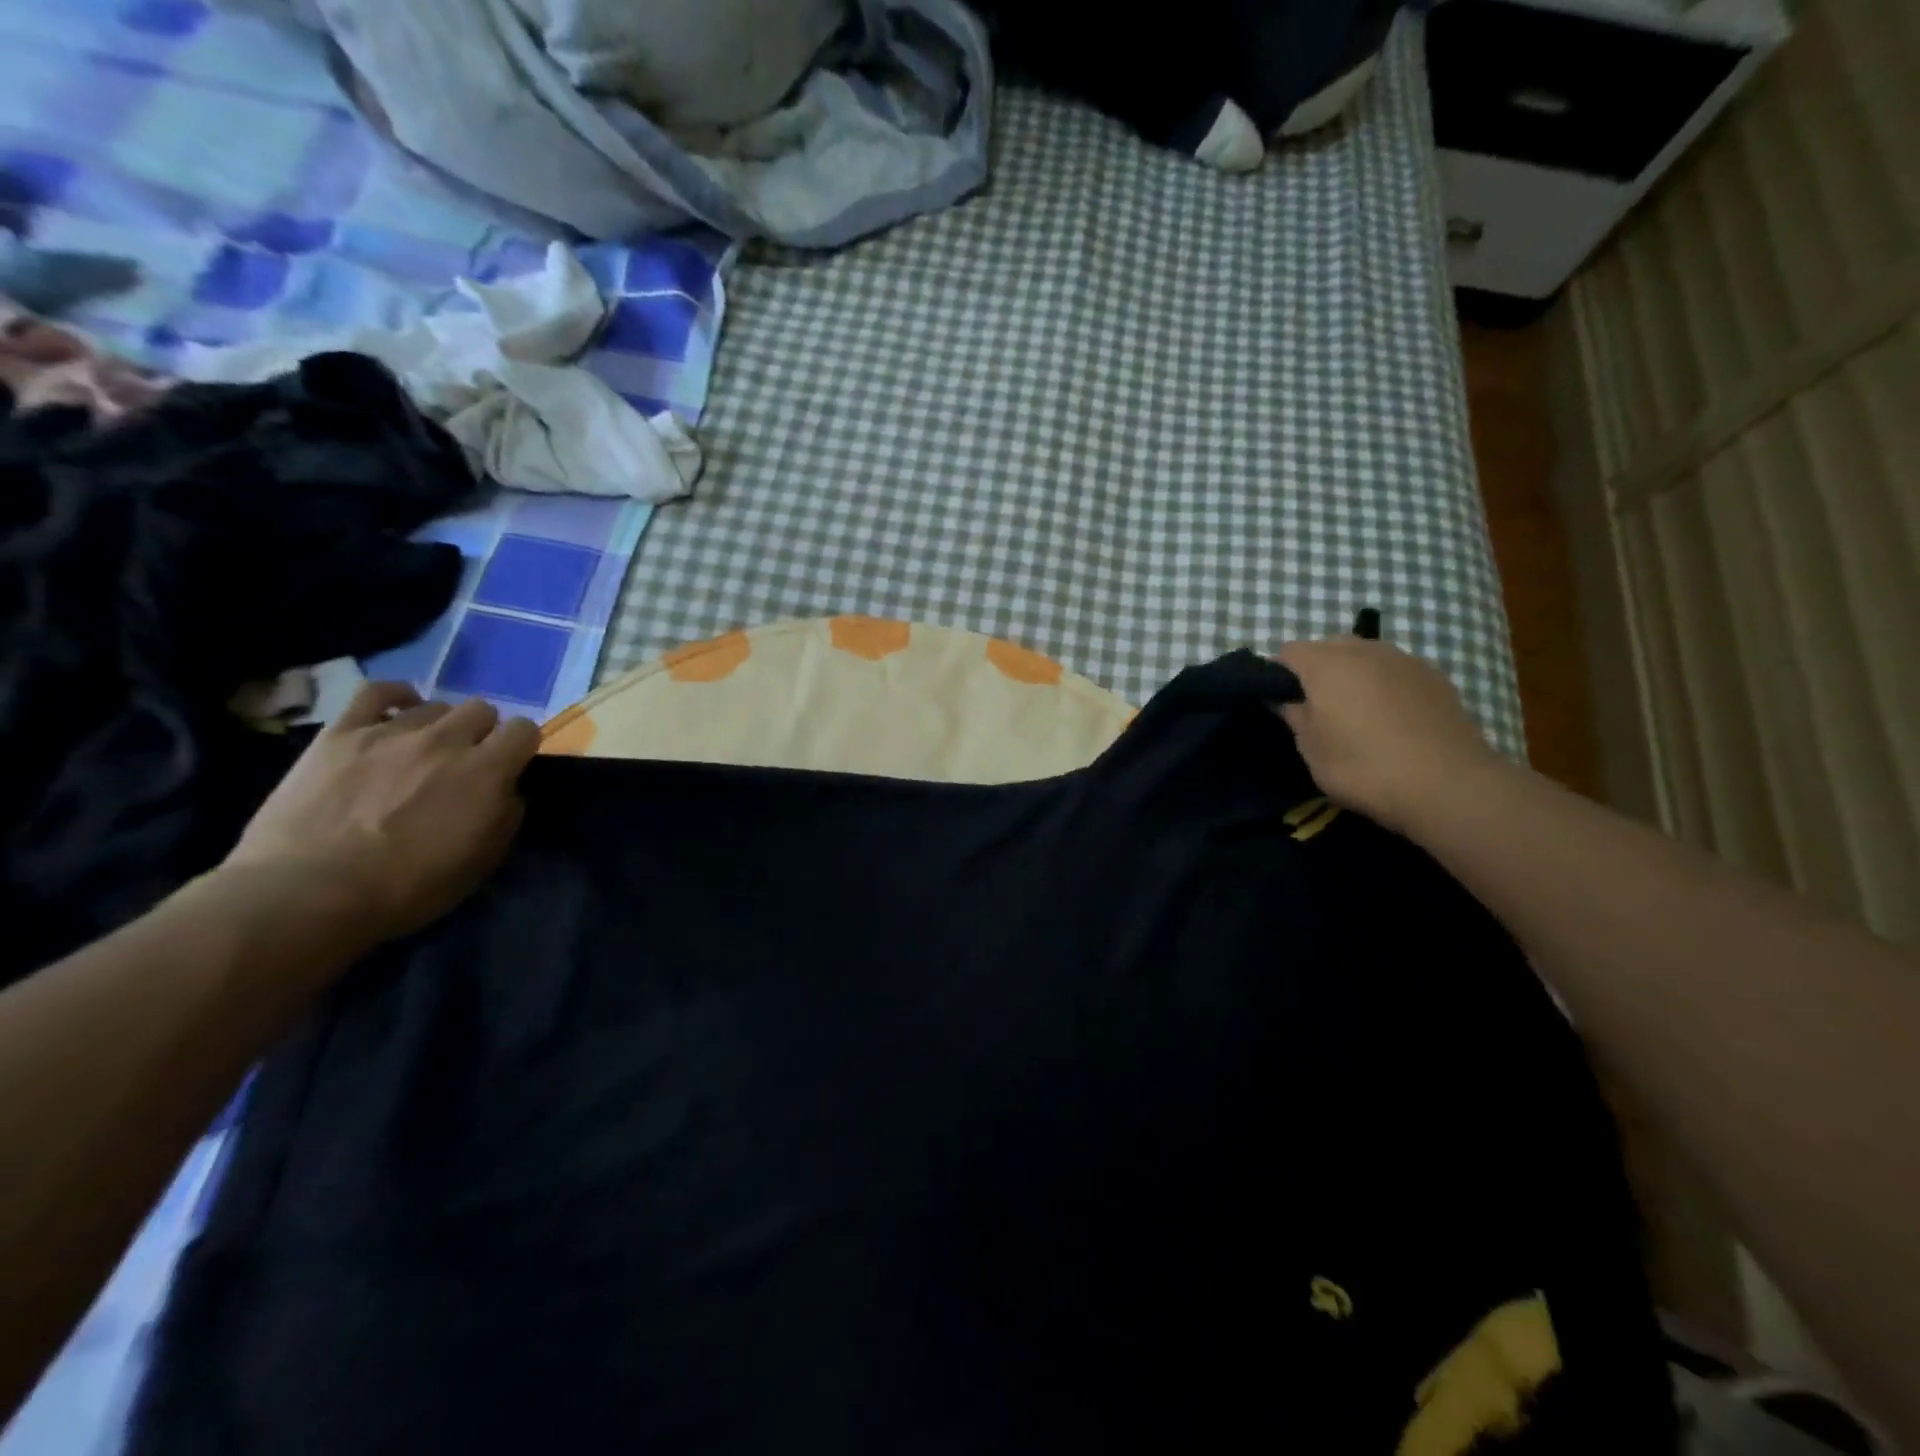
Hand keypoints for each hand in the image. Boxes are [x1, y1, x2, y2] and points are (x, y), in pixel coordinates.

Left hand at [224, 683, 540, 944]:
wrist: (308, 894)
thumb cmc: (406, 888)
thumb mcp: (481, 862)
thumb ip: (505, 816)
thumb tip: (506, 791)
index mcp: (486, 771)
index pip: (524, 730)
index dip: (520, 747)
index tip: (508, 767)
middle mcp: (446, 740)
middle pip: (481, 709)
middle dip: (481, 732)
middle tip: (464, 762)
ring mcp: (391, 732)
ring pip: (435, 705)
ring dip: (438, 725)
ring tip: (421, 751)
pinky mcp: (341, 733)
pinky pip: (376, 692)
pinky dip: (394, 697)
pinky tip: (396, 711)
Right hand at [1271, 637, 1505, 835]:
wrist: (1448, 784)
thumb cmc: (1363, 766)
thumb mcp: (1311, 749)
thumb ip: (1293, 716)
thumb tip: (1283, 699)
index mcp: (1325, 664)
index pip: (1287, 652)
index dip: (1277, 675)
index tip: (1281, 704)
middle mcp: (1364, 650)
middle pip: (1328, 647)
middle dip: (1317, 671)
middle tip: (1318, 710)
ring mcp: (1404, 660)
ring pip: (1365, 656)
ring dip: (1354, 676)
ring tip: (1358, 715)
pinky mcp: (1435, 677)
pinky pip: (1396, 671)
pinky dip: (1386, 686)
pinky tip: (1393, 720)